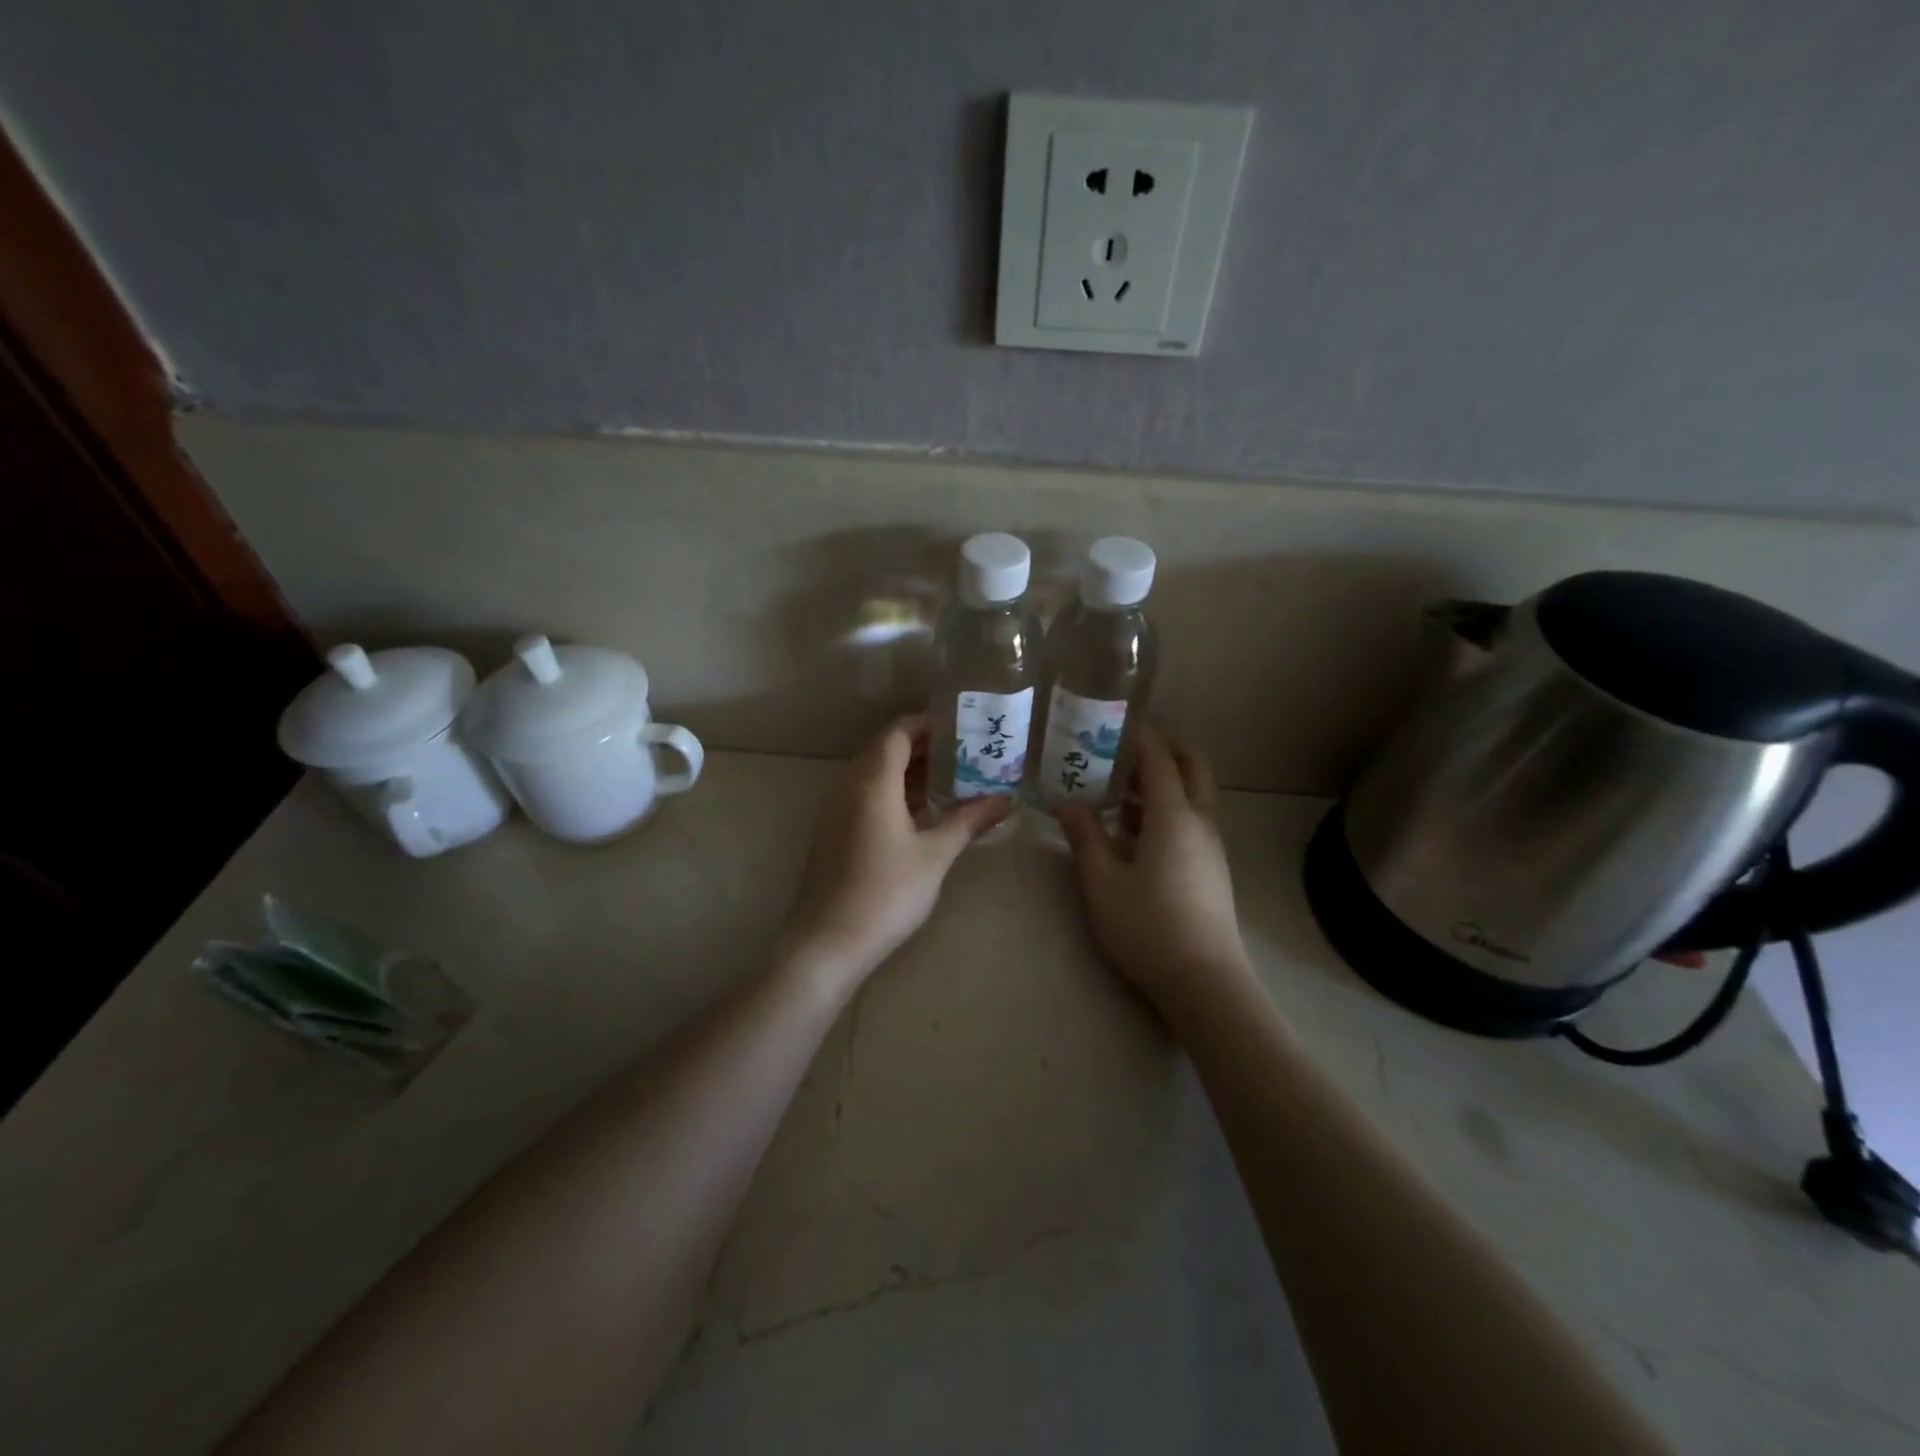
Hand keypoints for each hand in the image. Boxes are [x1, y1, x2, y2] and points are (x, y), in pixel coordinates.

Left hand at [780, 714, 1009, 990]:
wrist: (827, 943)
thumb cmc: (885, 893)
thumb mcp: (934, 855)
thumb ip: (968, 821)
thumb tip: (1004, 800)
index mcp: (872, 782)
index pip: (898, 732)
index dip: (928, 723)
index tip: (962, 725)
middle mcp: (849, 787)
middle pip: (885, 749)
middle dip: (924, 745)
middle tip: (965, 750)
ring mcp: (837, 810)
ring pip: (875, 774)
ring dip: (909, 770)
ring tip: (952, 776)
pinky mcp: (835, 833)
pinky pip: (867, 796)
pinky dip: (895, 792)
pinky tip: (923, 811)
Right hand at [1059, 727, 1250, 1021]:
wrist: (1204, 983)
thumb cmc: (1147, 926)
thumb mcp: (1102, 881)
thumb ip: (1085, 837)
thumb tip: (1067, 803)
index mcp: (1174, 815)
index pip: (1159, 757)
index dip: (1138, 735)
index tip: (1111, 722)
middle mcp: (1199, 822)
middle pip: (1191, 768)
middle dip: (1161, 751)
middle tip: (1120, 753)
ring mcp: (1210, 848)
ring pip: (1191, 797)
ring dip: (1159, 785)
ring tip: (1113, 792)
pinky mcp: (1210, 870)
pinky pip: (1189, 823)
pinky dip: (1164, 812)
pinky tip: (1130, 835)